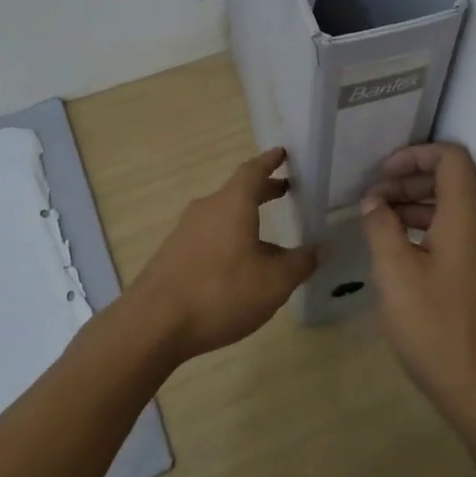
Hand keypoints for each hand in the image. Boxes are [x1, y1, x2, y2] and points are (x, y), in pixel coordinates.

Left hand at [127, 147, 317, 361]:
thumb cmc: (221, 293)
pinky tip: (238, 263)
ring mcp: (185, 231)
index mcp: (232, 204)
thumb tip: (321, 249)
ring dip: (244, 216)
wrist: (154, 323)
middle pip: (237, 191)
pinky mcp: (173, 254)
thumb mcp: (274, 282)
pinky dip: (228, 236)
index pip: (253, 171)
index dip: (270, 161)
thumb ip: (300, 263)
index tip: (283, 153)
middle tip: (284, 190)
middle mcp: (206, 209)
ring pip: (222, 214)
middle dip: (262, 190)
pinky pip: (208, 235)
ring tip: (266, 233)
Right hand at [360, 143, 475, 421]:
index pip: (451, 158)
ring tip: (380, 222)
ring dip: (417, 206)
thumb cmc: (434, 326)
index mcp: (467, 218)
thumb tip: (375, 201)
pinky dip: (429, 229)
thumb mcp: (394, 273)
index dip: (415, 154)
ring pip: (455, 210)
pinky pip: (459, 234)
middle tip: (373, 199)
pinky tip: (401, 251)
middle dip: (410, 180)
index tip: (381, 173)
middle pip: (453, 181)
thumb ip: (381, 227)